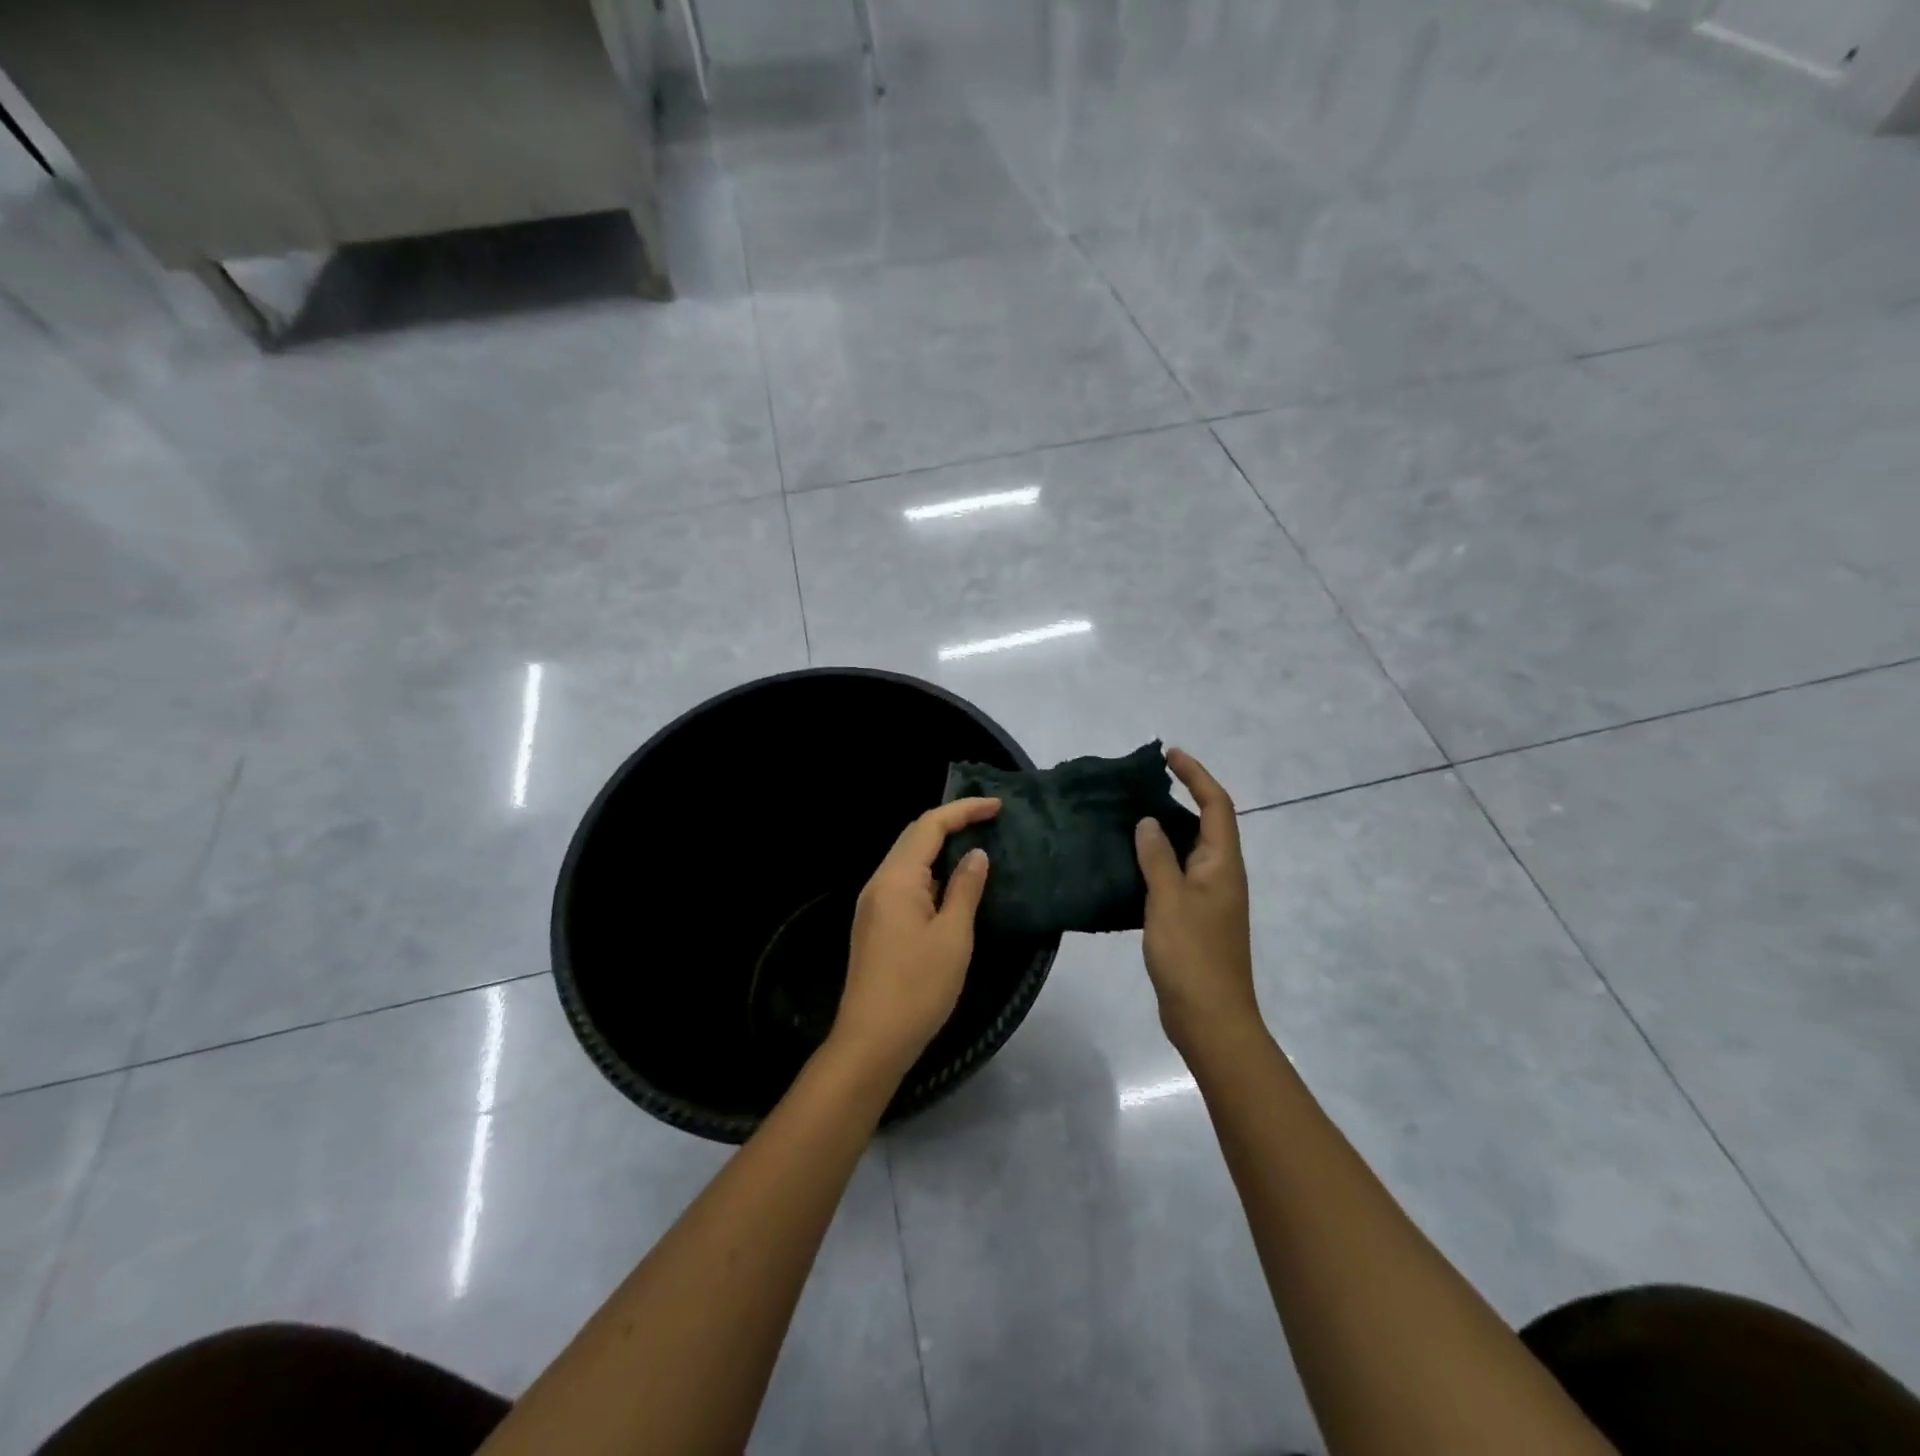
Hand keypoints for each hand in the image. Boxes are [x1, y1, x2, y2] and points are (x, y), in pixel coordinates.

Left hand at [832, 797, 999, 1083]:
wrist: (871, 1041)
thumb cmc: (918, 987)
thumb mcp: (953, 936)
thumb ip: (965, 889)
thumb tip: (976, 854)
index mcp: (896, 878)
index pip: (929, 825)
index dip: (963, 810)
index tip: (997, 807)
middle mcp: (879, 882)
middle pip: (914, 836)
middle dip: (951, 822)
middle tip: (989, 819)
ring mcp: (873, 904)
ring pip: (908, 860)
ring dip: (940, 847)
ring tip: (976, 845)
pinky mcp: (876, 924)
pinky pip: (905, 882)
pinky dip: (931, 872)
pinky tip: (952, 884)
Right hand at [1135, 749, 1259, 1054]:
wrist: (1209, 1018)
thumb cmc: (1192, 955)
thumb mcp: (1169, 899)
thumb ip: (1158, 857)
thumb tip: (1148, 822)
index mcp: (1223, 865)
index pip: (1216, 805)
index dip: (1196, 776)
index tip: (1169, 756)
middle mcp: (1222, 876)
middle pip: (1207, 824)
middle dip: (1181, 798)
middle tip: (1140, 786)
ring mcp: (1210, 899)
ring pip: (1190, 851)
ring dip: (1166, 830)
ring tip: (1129, 817)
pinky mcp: (1195, 919)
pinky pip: (1177, 875)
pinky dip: (1157, 861)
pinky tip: (1128, 865)